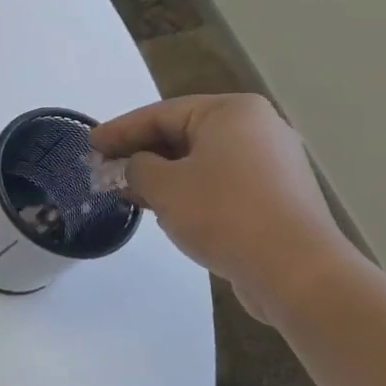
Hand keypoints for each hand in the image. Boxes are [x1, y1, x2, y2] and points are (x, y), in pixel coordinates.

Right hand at [91, 94, 355, 307]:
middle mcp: (257, 129)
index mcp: (232, 112)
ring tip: (129, 192)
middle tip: (105, 169)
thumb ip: (137, 168)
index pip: (161, 113)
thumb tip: (136, 168)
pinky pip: (221, 184)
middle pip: (183, 134)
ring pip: (202, 161)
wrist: (296, 272)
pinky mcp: (278, 198)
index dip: (119, 130)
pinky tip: (166, 210)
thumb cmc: (223, 214)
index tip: (89, 145)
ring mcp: (273, 164)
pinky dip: (190, 192)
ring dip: (163, 176)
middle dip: (141, 154)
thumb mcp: (163, 185)